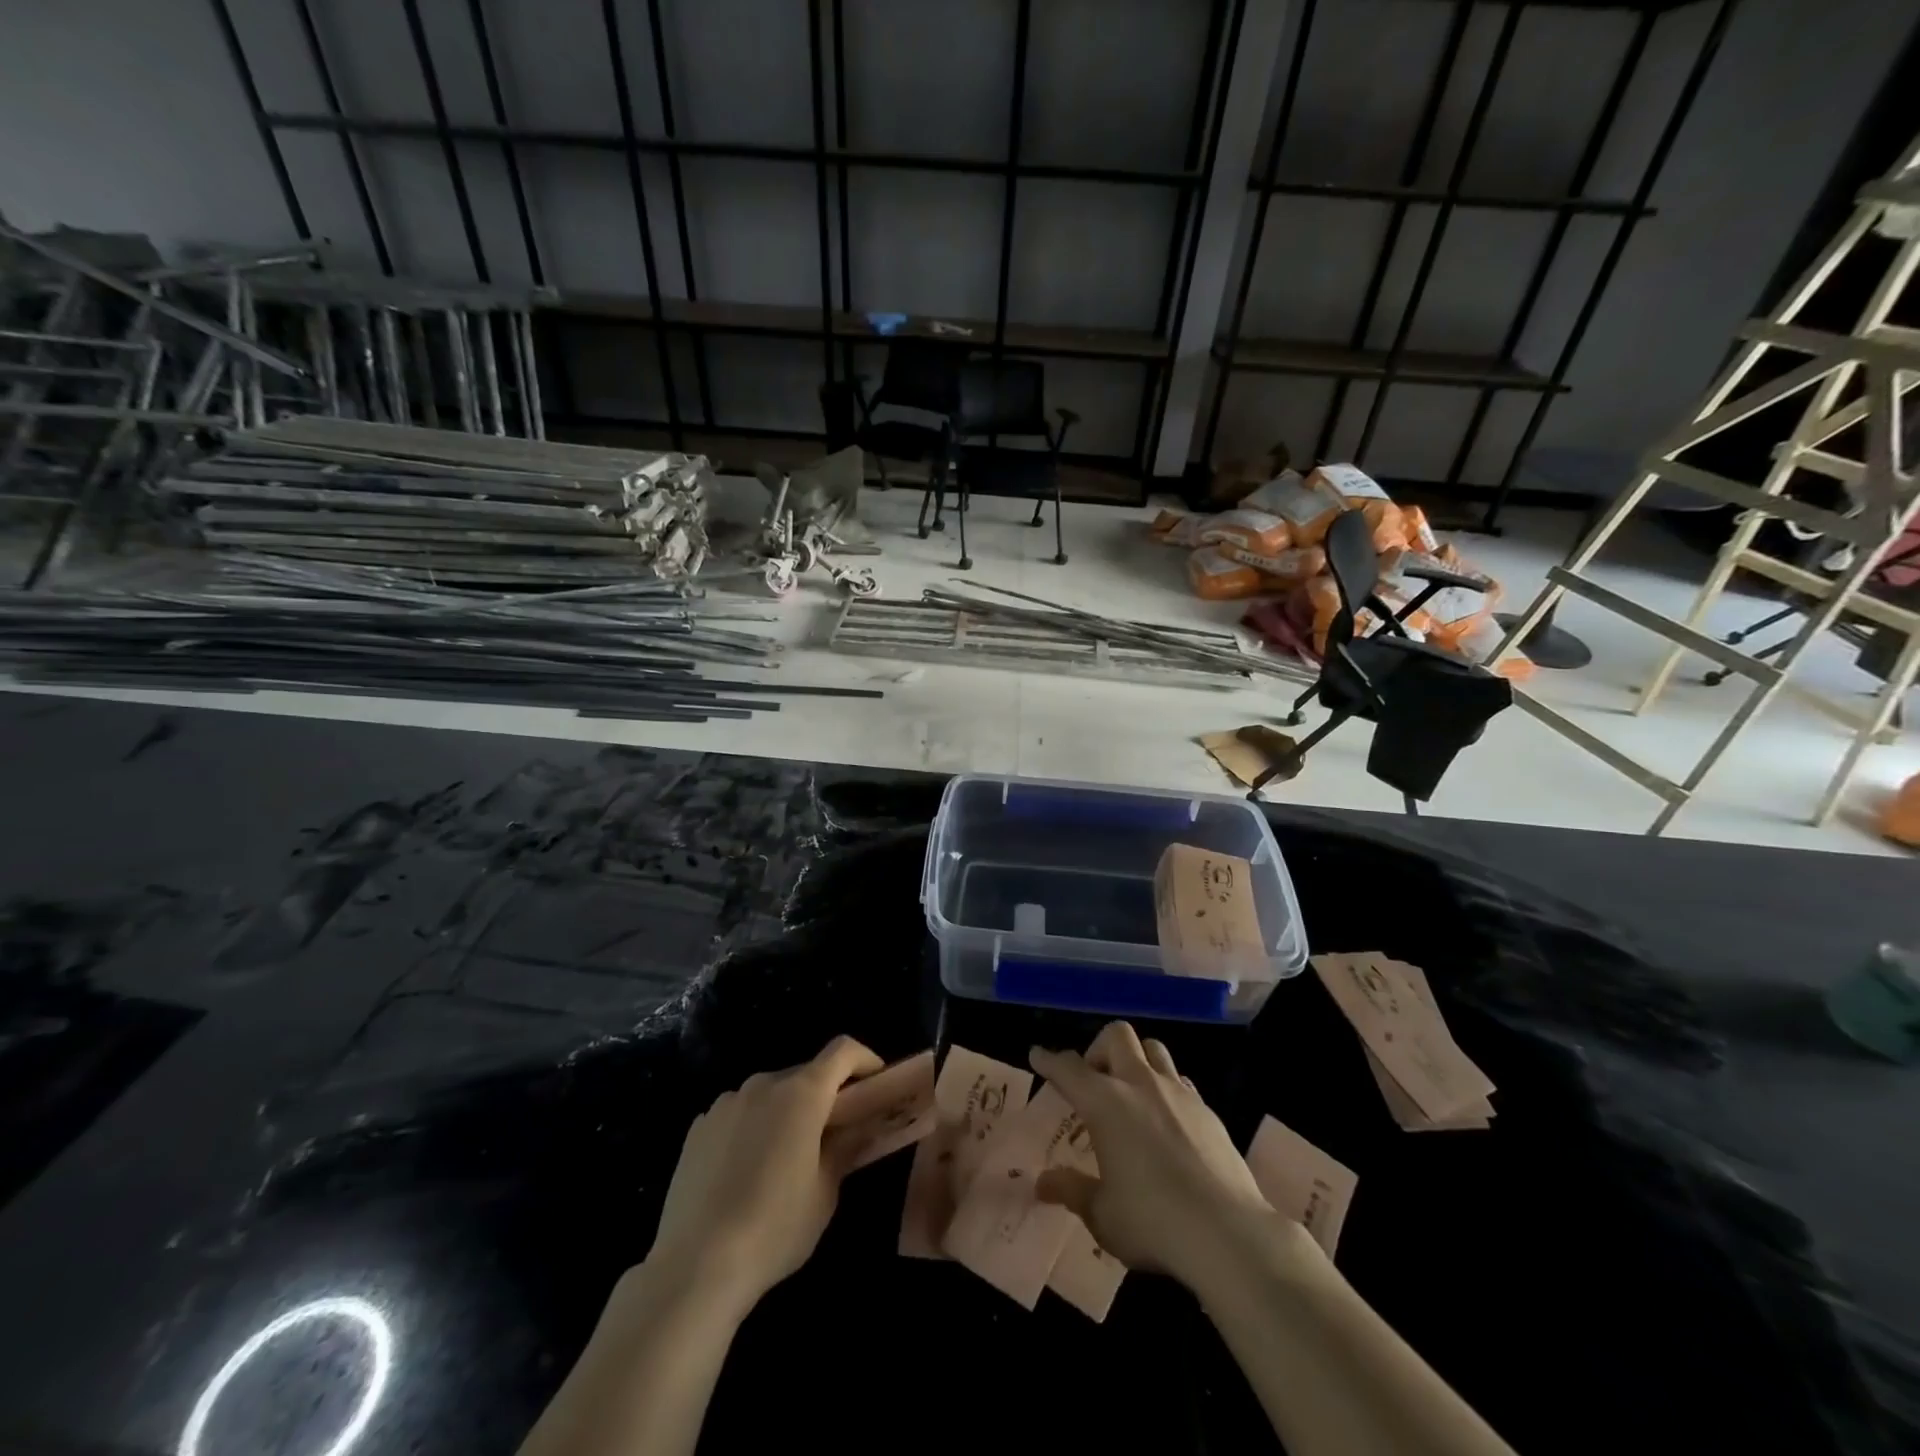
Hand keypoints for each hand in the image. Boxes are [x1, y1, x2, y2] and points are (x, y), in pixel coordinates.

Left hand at [647, 1036, 882, 1316]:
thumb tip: (858, 1127)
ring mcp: (726, 1102)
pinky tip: (744, 1173)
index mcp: (802, 1093)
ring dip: (785, 1112)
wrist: (695, 1266)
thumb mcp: (825, 1193)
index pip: (843, 1051)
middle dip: (824, 1096)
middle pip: (805, 1074)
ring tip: (784, 1160)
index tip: (876, 1083)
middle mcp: (763, 1084)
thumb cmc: (774, 1228)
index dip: (865, 1059)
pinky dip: (752, 1128)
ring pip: (769, 1095)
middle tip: (833, 1134)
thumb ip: (845, 1148)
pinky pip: (738, 1114)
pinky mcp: (699, 1127)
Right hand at [1031, 1022, 1277, 1290]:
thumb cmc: (1153, 1222)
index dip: (1050, 1060)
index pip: (1069, 1068)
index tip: (1038, 1055)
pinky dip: (1165, 1089)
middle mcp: (1140, 1085)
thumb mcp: (1102, 1214)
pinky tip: (1165, 1122)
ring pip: (1153, 1049)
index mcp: (1106, 1103)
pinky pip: (1180, 1081)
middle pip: (1117, 1036)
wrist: (1229, 1233)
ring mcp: (1178, 1093)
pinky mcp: (1208, 1110)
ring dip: (1136, 1060)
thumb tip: (1043, 1183)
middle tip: (1094, 1082)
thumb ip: (1072, 1191)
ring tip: (1131, 1094)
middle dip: (1099, 1049)